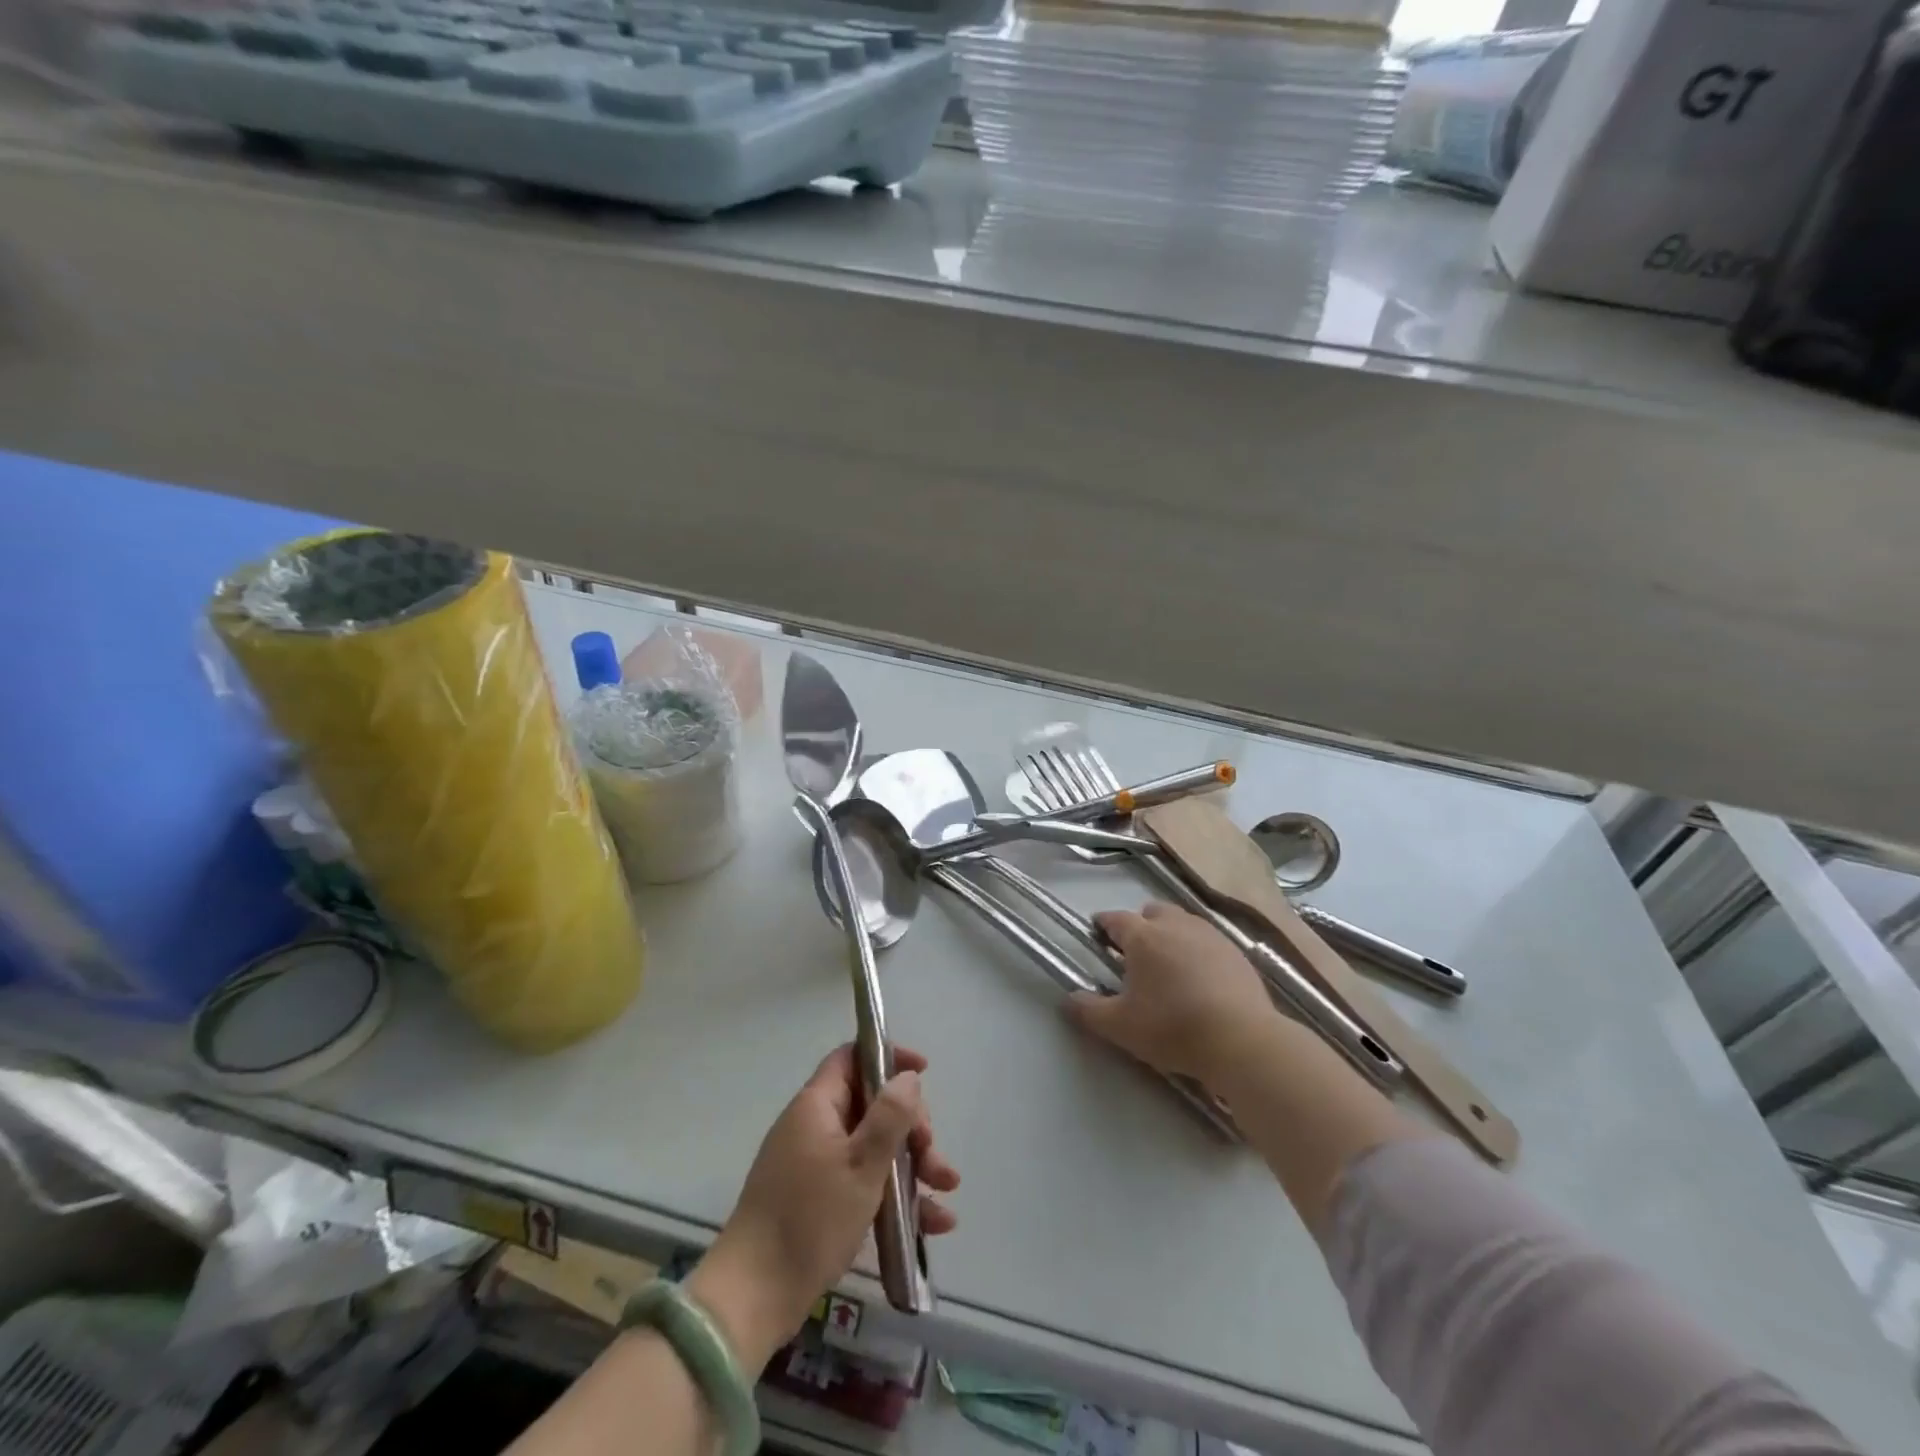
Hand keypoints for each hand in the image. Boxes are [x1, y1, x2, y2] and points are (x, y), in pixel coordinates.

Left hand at [688, 1045, 959, 1370]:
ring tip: (947, 1190)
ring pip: (874, 1149)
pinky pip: (864, 1184)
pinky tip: (934, 1223)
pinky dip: (896, 1197)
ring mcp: (815, 1166)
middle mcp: (815, 1127)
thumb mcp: (861, 1164)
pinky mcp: (819, 1202)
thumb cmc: (810, 1219)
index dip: (887, 1057)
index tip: (923, 1072)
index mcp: (817, 1106)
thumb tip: (907, 1077)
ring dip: (913, 1165)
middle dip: (911, 1127)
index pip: (852, 1058)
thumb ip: (889, 1116)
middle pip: (871, 1106)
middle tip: (933, 1154)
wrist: (753, 1297)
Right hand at [1069, 902, 1279, 1083]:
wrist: (1242, 1041)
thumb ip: (1089, 1011)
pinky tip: (1201, 979)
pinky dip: (1198, 951)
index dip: (1103, 924)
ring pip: (1183, 923)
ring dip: (1171, 935)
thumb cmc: (1173, 1028)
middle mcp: (1175, 926)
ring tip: (1168, 965)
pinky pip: (1209, 942)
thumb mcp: (1121, 1027)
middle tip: (1135, 953)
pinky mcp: (1237, 953)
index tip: (1097, 933)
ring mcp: (1210, 936)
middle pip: (1152, 912)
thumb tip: (1068, 999)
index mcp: (1143, 937)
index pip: (1115, 919)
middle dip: (1140, 925)